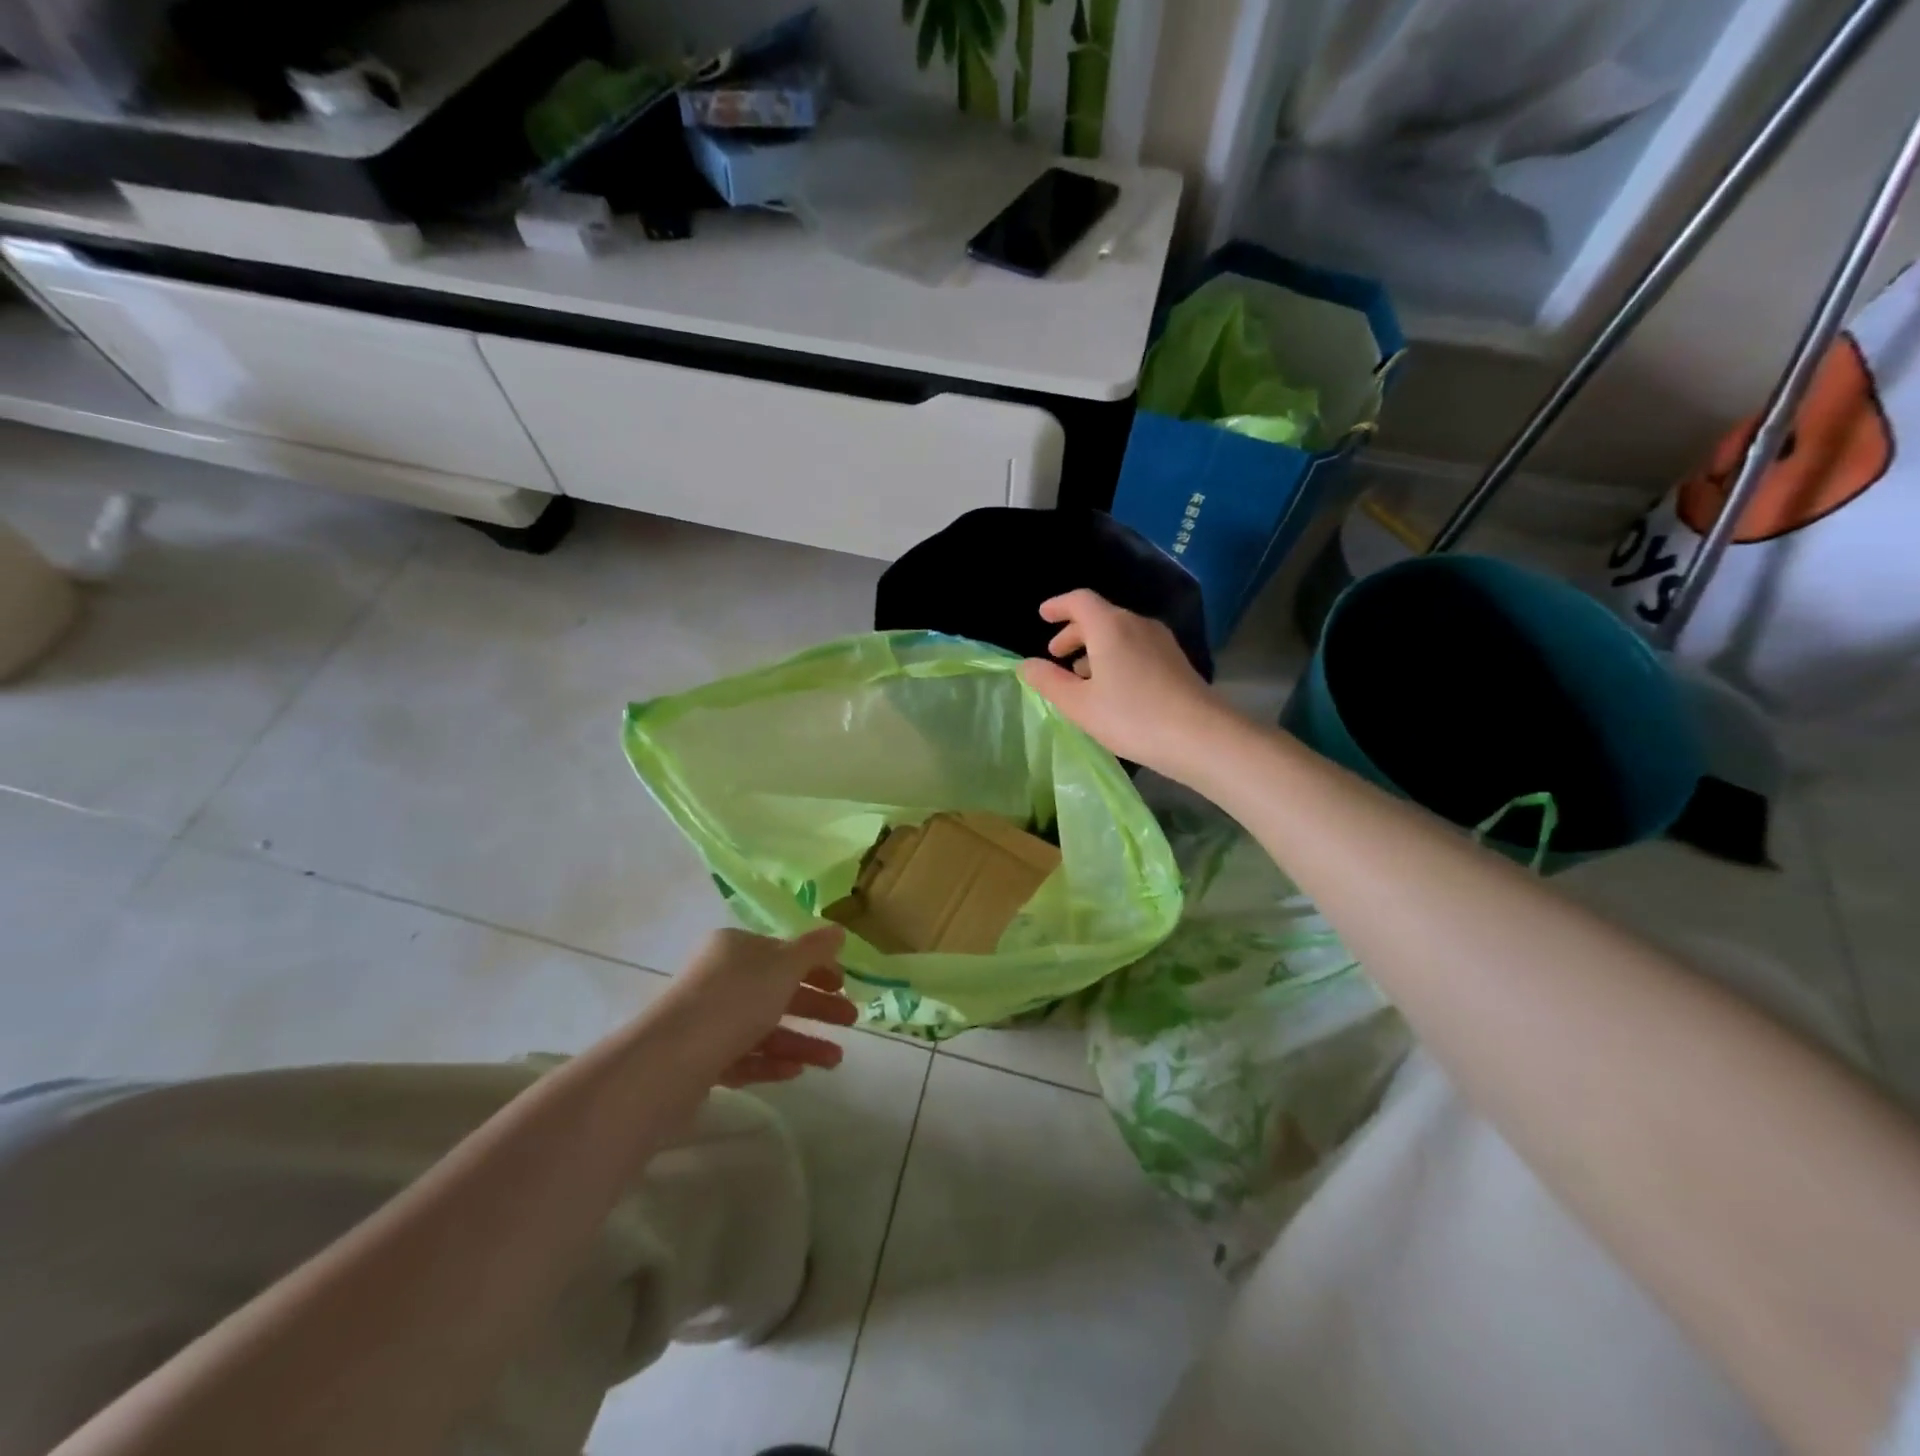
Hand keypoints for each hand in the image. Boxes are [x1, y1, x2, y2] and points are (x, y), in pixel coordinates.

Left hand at [660, 927, 857, 1087]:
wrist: (670, 1061)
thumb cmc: (735, 1000)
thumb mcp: (783, 966)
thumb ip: (814, 949)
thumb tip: (838, 930)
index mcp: (735, 949)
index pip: (783, 953)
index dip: (816, 967)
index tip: (843, 985)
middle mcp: (720, 979)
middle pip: (777, 990)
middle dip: (816, 1007)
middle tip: (850, 1021)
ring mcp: (709, 1021)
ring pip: (765, 1028)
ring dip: (802, 1042)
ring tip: (835, 1061)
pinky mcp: (700, 1059)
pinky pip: (745, 1056)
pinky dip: (772, 1062)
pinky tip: (797, 1073)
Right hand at [1018, 589, 1235, 780]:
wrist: (1200, 736)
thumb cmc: (1131, 717)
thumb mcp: (1079, 704)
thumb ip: (1049, 682)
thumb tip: (1027, 665)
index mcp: (1110, 626)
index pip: (1079, 600)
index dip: (1058, 605)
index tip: (1043, 616)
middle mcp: (1137, 624)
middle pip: (1100, 616)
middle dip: (1074, 632)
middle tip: (1056, 654)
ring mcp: (1160, 641)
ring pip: (1119, 633)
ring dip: (1095, 647)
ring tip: (1081, 677)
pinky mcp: (1175, 661)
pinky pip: (1136, 647)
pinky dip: (1116, 656)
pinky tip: (1112, 687)